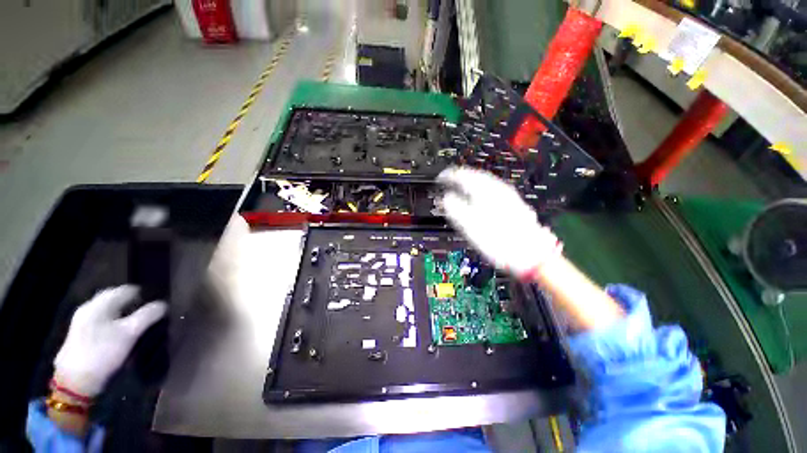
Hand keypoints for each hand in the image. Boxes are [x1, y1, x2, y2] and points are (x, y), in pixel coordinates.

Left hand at [54, 285, 167, 396]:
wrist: (75, 380)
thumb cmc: (103, 352)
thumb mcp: (130, 334)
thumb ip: (148, 316)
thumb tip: (163, 304)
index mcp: (100, 303)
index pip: (126, 289)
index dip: (142, 295)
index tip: (154, 306)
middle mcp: (89, 307)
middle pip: (115, 298)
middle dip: (131, 304)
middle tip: (145, 314)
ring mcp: (82, 320)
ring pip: (108, 309)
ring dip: (122, 313)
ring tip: (134, 324)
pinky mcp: (80, 333)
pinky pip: (101, 319)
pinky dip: (113, 321)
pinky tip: (118, 333)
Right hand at [437, 167, 561, 277]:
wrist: (532, 254)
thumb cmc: (499, 241)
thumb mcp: (470, 226)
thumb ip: (455, 208)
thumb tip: (446, 198)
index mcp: (484, 192)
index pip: (462, 175)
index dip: (448, 176)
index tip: (440, 179)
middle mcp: (497, 189)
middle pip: (475, 175)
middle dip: (460, 177)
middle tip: (449, 180)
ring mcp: (508, 196)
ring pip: (485, 181)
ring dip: (471, 181)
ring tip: (461, 186)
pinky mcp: (513, 204)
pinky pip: (493, 189)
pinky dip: (481, 189)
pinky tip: (479, 197)